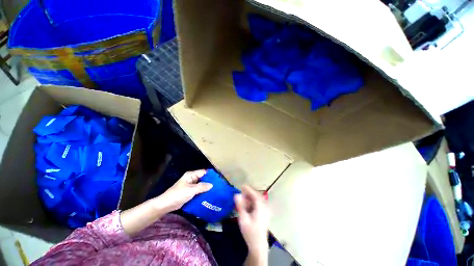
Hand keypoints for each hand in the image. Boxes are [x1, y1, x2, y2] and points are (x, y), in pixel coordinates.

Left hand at [152, 170, 212, 212]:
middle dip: (210, 182)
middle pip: (203, 178)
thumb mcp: (191, 190)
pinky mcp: (190, 192)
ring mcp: (191, 185)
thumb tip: (212, 185)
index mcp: (191, 175)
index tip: (218, 179)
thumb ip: (202, 186)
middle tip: (218, 186)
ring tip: (216, 191)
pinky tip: (209, 195)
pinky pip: (199, 190)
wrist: (166, 205)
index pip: (203, 172)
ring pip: (201, 185)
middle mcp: (192, 178)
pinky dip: (203, 192)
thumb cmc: (178, 194)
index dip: (210, 175)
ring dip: (207, 188)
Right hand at [235, 185, 269, 263]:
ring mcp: (265, 211)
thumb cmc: (250, 232)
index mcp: (260, 207)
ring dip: (250, 198)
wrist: (258, 245)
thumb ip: (240, 206)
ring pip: (257, 200)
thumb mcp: (243, 219)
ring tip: (242, 199)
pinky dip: (252, 203)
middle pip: (257, 196)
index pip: (255, 194)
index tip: (242, 186)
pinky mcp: (264, 215)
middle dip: (249, 193)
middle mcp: (264, 207)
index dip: (248, 189)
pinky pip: (258, 205)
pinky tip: (247, 206)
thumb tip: (236, 194)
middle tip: (241, 192)